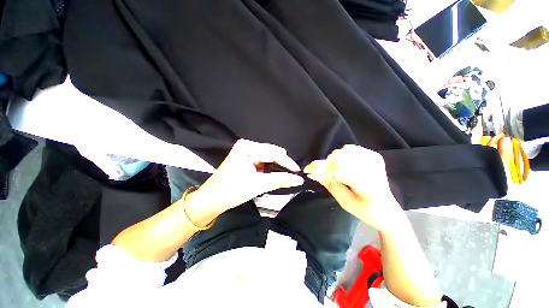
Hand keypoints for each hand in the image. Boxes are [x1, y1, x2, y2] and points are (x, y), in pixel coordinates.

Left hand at [184, 139, 303, 225]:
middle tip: (293, 175)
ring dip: (276, 167)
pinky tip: (273, 175)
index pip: (273, 153)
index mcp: (247, 147)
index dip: (287, 162)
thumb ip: (280, 180)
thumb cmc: (232, 191)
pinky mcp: (245, 159)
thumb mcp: (258, 184)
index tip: (298, 172)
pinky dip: (269, 169)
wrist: (212, 200)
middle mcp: (247, 146)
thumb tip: (298, 179)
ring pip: (267, 158)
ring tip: (284, 176)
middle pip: (271, 154)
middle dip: (282, 164)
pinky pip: (262, 162)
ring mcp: (246, 152)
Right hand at [304, 145, 401, 231]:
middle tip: (321, 174)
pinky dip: (341, 155)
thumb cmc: (365, 210)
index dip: (321, 167)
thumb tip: (313, 172)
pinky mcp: (374, 155)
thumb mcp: (345, 202)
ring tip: (334, 172)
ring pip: (343, 151)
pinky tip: (342, 165)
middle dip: (326, 165)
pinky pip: (350, 148)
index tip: (308, 170)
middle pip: (340, 157)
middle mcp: (373, 168)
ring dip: (333, 160)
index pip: (340, 168)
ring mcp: (375, 159)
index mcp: (368, 185)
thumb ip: (330, 184)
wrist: (387, 208)